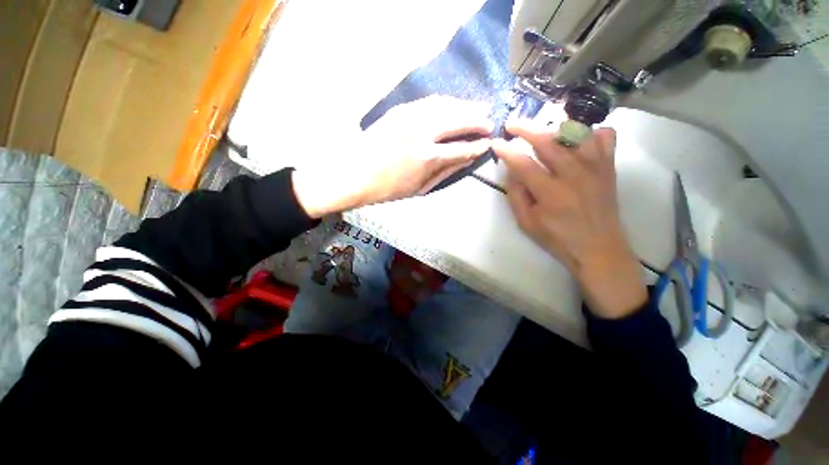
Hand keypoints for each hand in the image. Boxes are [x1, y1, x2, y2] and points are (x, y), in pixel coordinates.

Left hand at [292, 96, 492, 217]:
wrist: (353, 173)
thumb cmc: (387, 188)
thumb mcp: (419, 188)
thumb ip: (444, 172)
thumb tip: (466, 160)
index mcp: (426, 158)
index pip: (461, 148)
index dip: (477, 146)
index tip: (488, 144)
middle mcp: (421, 132)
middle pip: (457, 120)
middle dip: (477, 120)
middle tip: (490, 121)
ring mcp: (409, 117)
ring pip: (445, 105)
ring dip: (465, 106)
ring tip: (479, 108)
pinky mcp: (399, 110)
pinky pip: (429, 101)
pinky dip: (446, 102)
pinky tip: (454, 104)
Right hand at [493, 120, 645, 318]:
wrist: (599, 248)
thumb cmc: (557, 238)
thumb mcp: (526, 223)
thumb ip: (516, 195)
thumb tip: (511, 171)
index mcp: (550, 193)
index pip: (523, 164)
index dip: (506, 151)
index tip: (495, 143)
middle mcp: (574, 175)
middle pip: (548, 141)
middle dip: (526, 128)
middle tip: (512, 123)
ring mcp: (595, 168)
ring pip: (576, 133)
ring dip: (555, 127)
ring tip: (543, 130)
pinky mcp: (608, 168)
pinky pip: (604, 138)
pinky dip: (590, 132)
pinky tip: (578, 139)